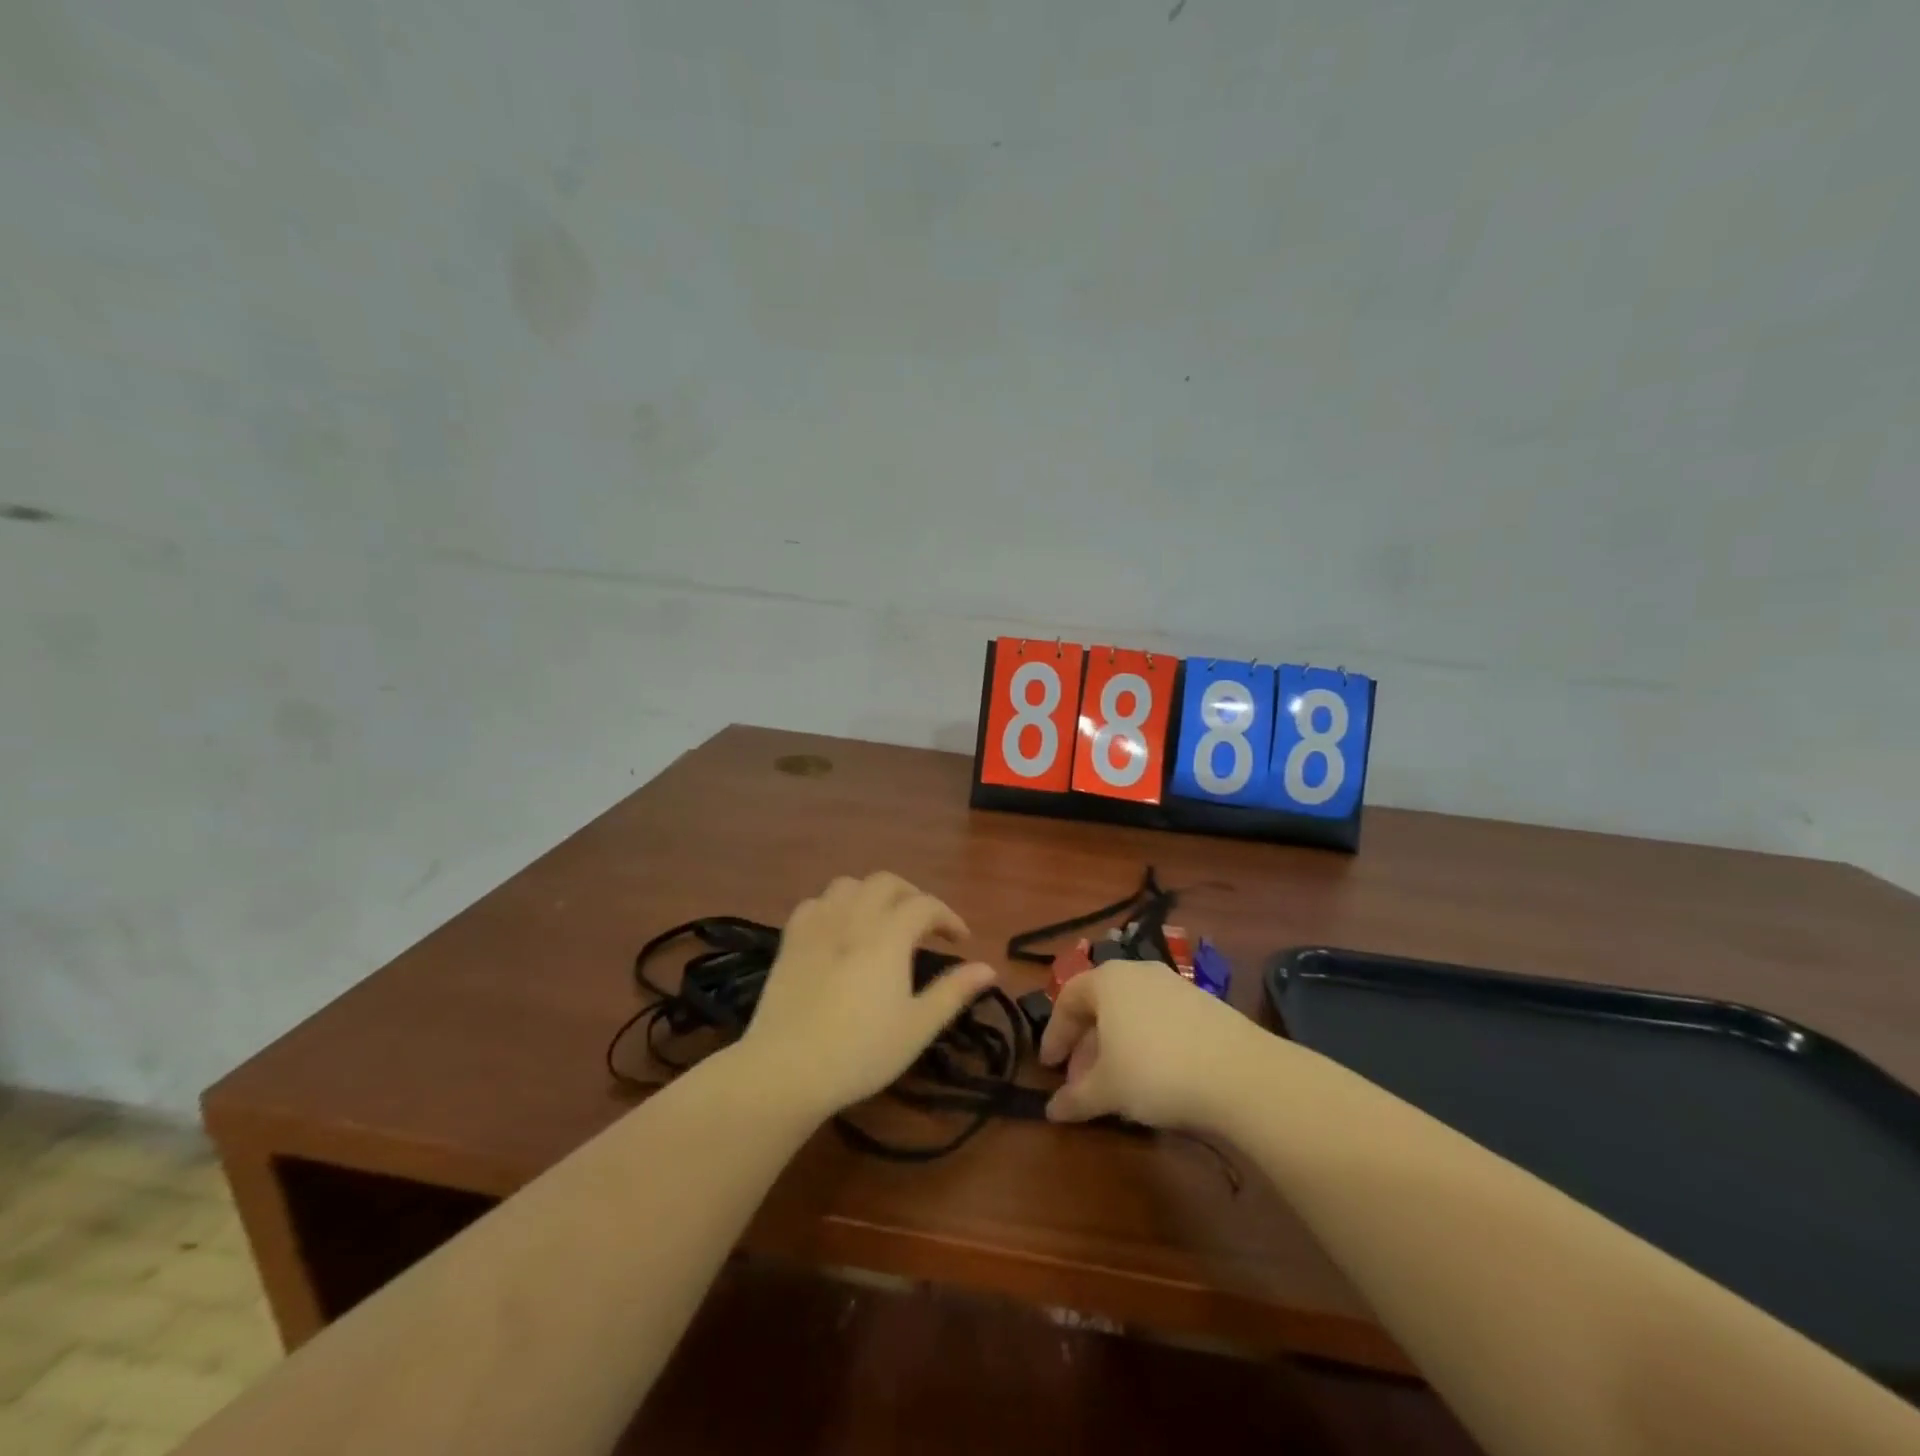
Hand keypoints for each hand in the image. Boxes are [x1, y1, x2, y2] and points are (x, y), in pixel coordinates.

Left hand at [741, 872, 997, 1115]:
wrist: (786, 1069)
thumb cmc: (860, 1052)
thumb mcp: (917, 1027)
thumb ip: (953, 992)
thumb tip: (989, 968)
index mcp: (889, 936)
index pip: (925, 906)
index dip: (948, 917)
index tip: (960, 940)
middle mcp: (854, 918)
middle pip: (886, 883)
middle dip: (912, 895)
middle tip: (924, 924)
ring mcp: (818, 926)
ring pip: (848, 885)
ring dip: (872, 894)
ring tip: (882, 919)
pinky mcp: (790, 941)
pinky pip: (815, 903)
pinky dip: (834, 905)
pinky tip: (839, 928)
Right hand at [1039, 958, 1265, 1128]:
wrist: (1240, 1072)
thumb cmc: (1156, 1071)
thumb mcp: (1107, 1090)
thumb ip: (1075, 1098)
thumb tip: (1051, 1111)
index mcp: (1107, 980)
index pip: (1067, 999)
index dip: (1054, 1034)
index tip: (1049, 1067)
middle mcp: (1138, 972)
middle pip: (1100, 1005)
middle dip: (1086, 1045)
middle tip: (1081, 1082)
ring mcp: (1174, 985)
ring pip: (1131, 1014)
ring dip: (1116, 1047)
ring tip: (1116, 1085)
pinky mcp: (1203, 1004)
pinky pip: (1159, 1020)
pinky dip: (1145, 1044)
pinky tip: (1153, 1078)